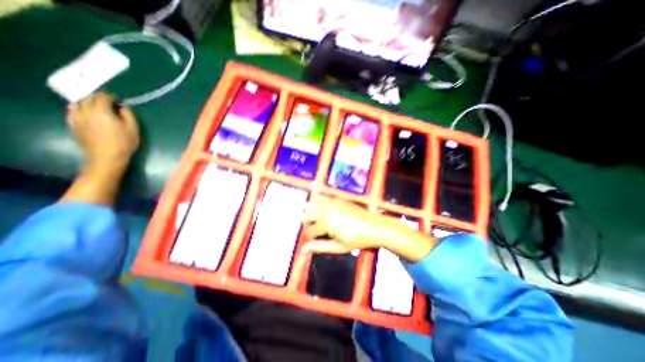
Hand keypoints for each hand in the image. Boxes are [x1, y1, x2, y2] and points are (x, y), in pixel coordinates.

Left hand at [65, 93, 138, 171]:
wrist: (106, 157)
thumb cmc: (124, 142)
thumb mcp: (133, 128)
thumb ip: (128, 115)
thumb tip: (123, 107)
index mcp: (102, 110)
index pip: (103, 96)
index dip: (112, 97)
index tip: (119, 101)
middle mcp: (85, 110)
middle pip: (89, 98)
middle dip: (99, 98)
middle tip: (110, 103)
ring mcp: (76, 117)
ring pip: (78, 103)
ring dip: (88, 102)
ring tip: (98, 108)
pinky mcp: (72, 124)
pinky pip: (72, 111)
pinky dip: (79, 108)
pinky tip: (86, 113)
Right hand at [300, 198, 384, 254]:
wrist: (374, 226)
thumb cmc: (357, 239)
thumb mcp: (338, 247)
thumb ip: (319, 247)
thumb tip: (302, 250)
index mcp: (325, 222)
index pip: (309, 230)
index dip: (310, 238)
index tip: (314, 240)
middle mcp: (326, 209)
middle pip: (307, 215)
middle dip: (308, 223)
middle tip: (315, 231)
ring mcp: (331, 202)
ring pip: (312, 204)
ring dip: (311, 212)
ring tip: (316, 220)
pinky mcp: (337, 198)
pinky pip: (322, 198)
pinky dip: (318, 203)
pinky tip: (323, 210)